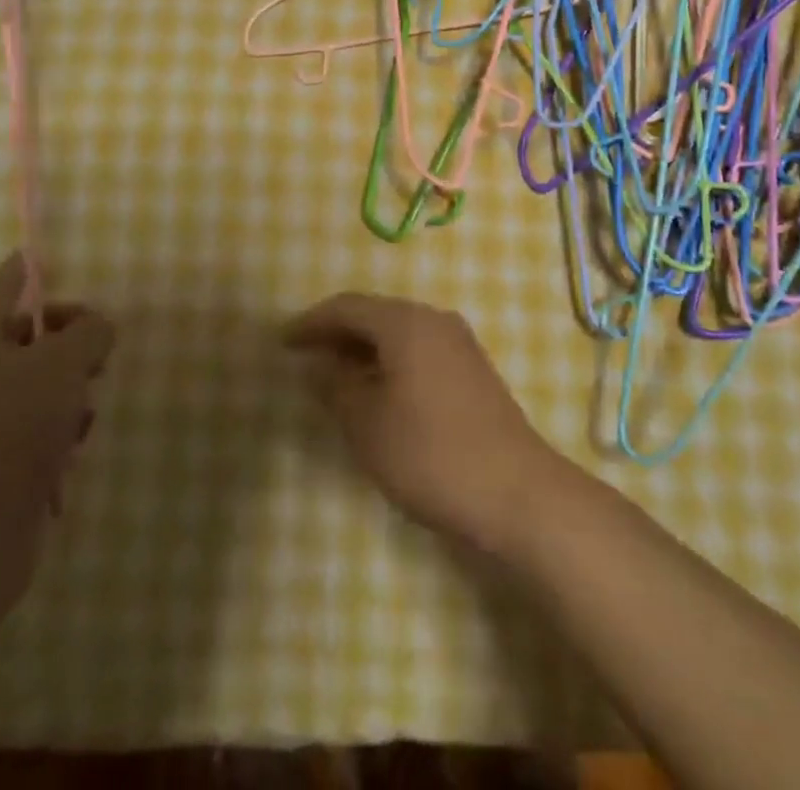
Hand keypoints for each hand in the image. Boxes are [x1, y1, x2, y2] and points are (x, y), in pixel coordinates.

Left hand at [0, 254, 115, 532]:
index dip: (25, 269)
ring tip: (82, 413)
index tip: (38, 254)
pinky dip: (60, 429)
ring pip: (40, 384)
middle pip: (29, 337)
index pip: (4, 288)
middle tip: (96, 355)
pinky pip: (38, 426)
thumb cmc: (15, 428)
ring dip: (70, 391)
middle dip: (68, 341)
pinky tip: (71, 449)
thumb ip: (89, 331)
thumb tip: (96, 328)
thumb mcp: (64, 362)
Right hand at [283, 293, 562, 555]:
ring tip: (335, 377)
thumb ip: (336, 387)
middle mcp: (434, 320)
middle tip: (305, 357)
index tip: (283, 341)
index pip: (347, 307)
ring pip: (399, 334)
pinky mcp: (473, 370)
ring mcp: (459, 343)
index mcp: (406, 323)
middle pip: (375, 315)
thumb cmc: (431, 454)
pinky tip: (378, 392)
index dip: (311, 322)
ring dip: (364, 350)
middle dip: (337, 334)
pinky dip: (390, 363)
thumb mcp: (368, 425)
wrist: (517, 492)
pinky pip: (419, 351)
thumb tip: (318, 365)